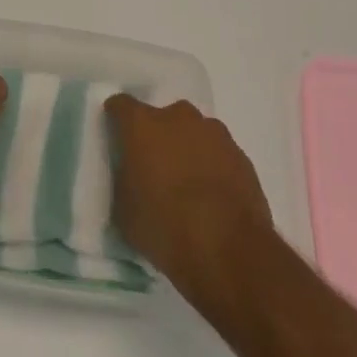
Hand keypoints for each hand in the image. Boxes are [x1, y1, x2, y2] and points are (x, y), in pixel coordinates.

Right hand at [104, 94, 273, 293]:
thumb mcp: (124, 213)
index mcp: (142, 125)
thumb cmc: (165, 228)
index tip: (116, 138)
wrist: (230, 251)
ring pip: (193, 133)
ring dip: (188, 150)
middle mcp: (177, 117)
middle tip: (155, 169)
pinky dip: (212, 167)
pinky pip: (218, 153)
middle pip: (161, 117)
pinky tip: (213, 198)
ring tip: (188, 186)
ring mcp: (213, 132)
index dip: (116, 119)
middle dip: (157, 137)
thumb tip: (129, 178)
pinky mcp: (240, 154)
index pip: (121, 105)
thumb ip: (123, 183)